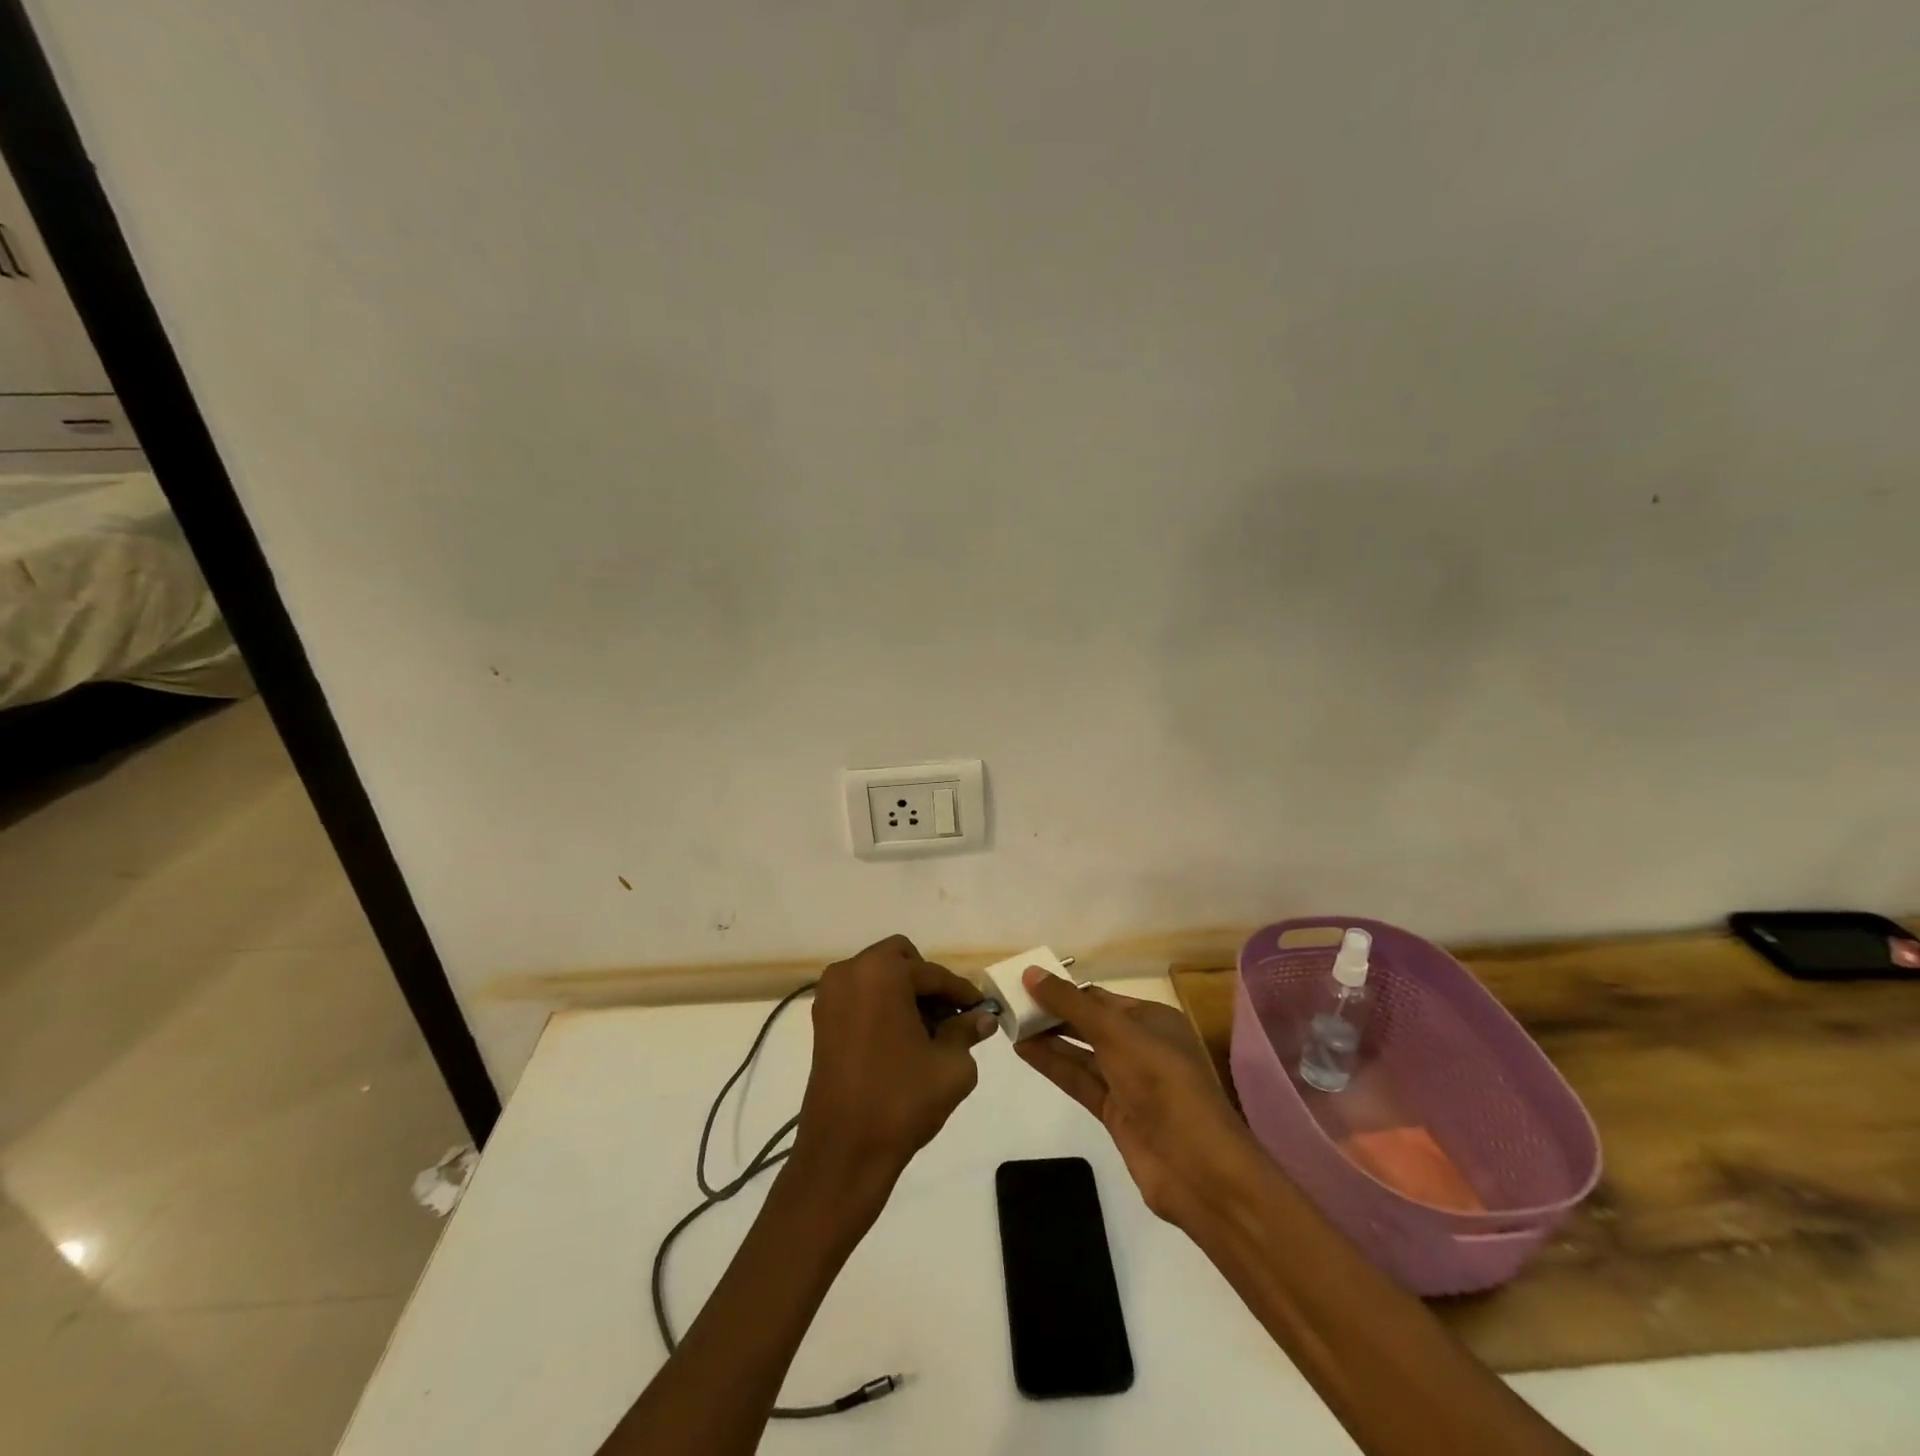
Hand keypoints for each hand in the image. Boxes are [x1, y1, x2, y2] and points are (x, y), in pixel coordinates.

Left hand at [792, 935, 996, 1202]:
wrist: (843, 1152)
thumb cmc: (901, 1100)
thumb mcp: (950, 1065)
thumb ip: (967, 1031)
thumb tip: (983, 1018)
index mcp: (881, 973)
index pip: (933, 974)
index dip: (962, 992)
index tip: (982, 1009)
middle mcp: (850, 973)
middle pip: (900, 960)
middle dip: (927, 984)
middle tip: (949, 1016)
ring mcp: (830, 996)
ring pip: (879, 977)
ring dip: (904, 994)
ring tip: (929, 1032)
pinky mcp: (821, 1022)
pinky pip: (861, 997)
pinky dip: (883, 1007)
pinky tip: (903, 1041)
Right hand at [1016, 969, 1261, 1225]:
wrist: (1198, 1168)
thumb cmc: (1162, 1084)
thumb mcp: (1116, 1033)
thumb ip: (1071, 1004)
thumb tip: (1030, 973)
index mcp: (1152, 1019)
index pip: (1099, 997)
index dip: (1064, 990)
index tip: (1025, 983)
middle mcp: (1141, 1046)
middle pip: (1089, 1023)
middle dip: (1053, 1013)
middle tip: (1010, 1004)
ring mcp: (1128, 1082)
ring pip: (1081, 1053)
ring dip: (1048, 1039)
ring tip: (1009, 1025)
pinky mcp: (1116, 1113)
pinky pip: (1079, 1080)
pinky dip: (1053, 1065)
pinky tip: (1024, 1052)